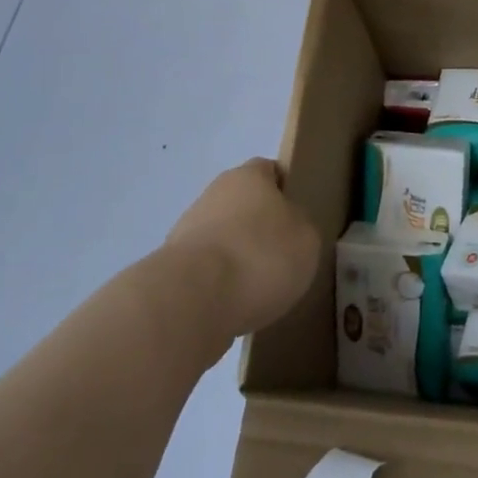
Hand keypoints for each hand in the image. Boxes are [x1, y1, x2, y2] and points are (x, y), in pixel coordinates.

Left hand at [163, 159, 320, 338]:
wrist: (193, 300)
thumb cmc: (261, 255)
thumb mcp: (307, 239)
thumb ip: (300, 226)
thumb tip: (288, 230)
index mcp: (249, 176)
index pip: (270, 171)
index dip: (285, 191)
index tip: (297, 219)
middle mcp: (213, 194)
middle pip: (243, 205)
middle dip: (259, 228)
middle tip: (280, 256)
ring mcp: (186, 231)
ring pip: (222, 239)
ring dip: (237, 258)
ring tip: (258, 290)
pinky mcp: (169, 269)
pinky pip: (205, 271)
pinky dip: (219, 285)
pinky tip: (233, 306)